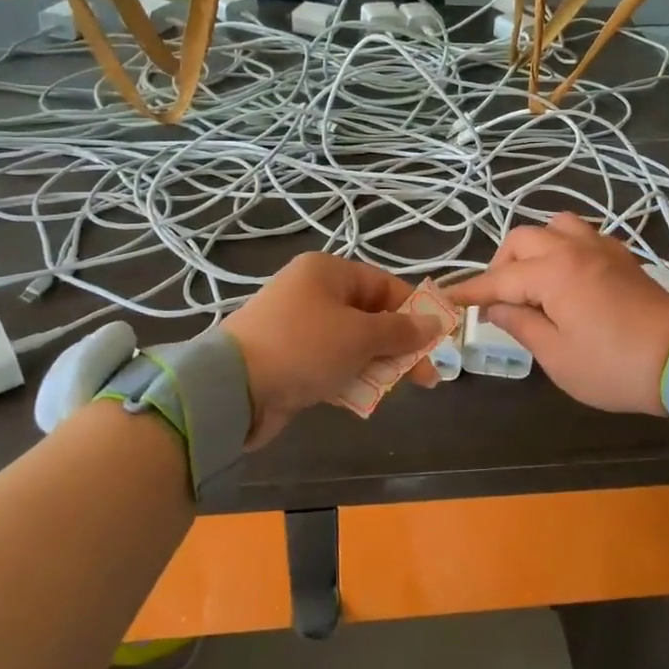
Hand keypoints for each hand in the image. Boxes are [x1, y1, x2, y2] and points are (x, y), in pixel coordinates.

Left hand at [223, 253, 445, 447]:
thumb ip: (401, 330)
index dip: (414, 312)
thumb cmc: (303, 347)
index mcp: (328, 272)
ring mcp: (299, 326)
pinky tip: (365, 397)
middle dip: (399, 345)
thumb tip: (437, 322)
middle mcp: (313, 292)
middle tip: (426, 377)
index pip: (385, 284)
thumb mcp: (359, 336)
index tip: (437, 341)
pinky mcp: (290, 357)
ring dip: (377, 364)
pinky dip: (350, 376)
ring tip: (396, 390)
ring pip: (353, 342)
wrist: (231, 389)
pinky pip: (332, 362)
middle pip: (371, 315)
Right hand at [447, 215, 668, 413]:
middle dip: (501, 265)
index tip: (446, 298)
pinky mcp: (623, 257)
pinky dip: (563, 247)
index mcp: (552, 272)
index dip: (470, 290)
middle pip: (522, 240)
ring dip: (535, 247)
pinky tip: (567, 276)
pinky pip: (582, 236)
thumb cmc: (613, 366)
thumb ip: (520, 324)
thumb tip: (495, 307)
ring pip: (555, 226)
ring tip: (532, 280)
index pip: (498, 279)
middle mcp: (573, 248)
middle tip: (498, 298)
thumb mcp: (556, 355)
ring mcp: (602, 248)